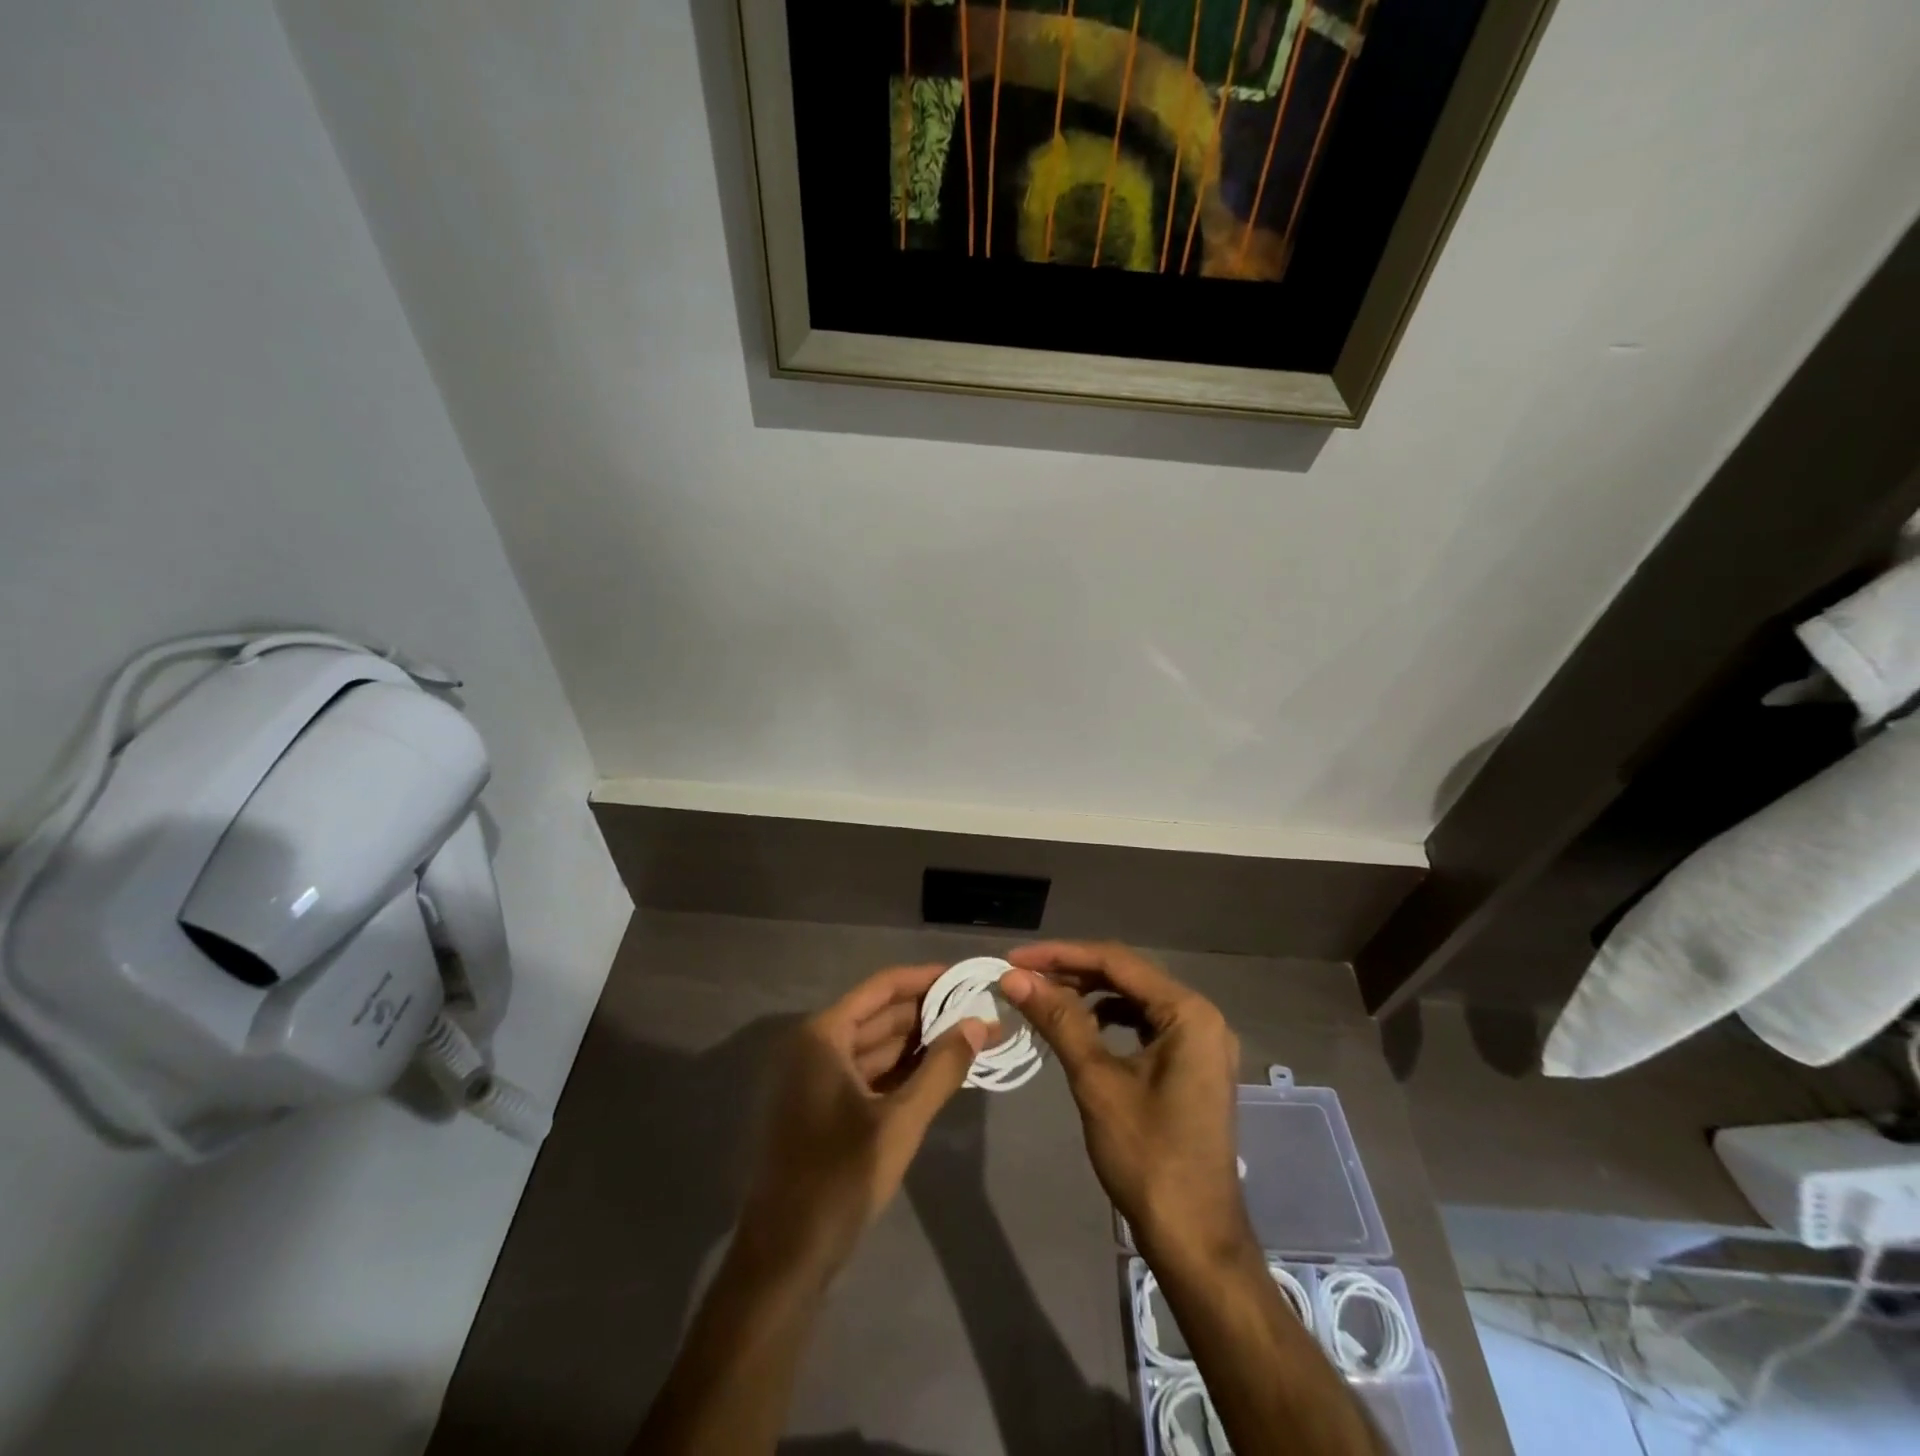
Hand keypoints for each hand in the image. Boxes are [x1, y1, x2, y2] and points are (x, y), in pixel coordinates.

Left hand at [737, 964, 990, 1278]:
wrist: (784, 1260)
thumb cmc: (839, 1179)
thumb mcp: (900, 1122)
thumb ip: (942, 1068)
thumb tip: (980, 1023)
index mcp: (823, 1036)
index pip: (882, 988)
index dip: (925, 979)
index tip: (966, 977)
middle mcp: (816, 1047)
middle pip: (880, 1015)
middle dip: (930, 1014)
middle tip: (980, 1012)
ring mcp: (817, 1080)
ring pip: (877, 1047)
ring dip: (921, 1045)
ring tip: (971, 1040)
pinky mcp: (824, 1110)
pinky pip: (870, 1075)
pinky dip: (904, 1072)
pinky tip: (941, 1073)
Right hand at [1000, 942, 1252, 1271]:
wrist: (1195, 1240)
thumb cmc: (1148, 1157)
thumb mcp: (1097, 1082)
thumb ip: (1059, 1020)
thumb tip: (1015, 978)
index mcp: (1188, 1013)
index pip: (1116, 962)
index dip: (1061, 955)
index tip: (1015, 959)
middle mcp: (1201, 1016)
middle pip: (1127, 976)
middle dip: (1073, 973)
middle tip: (1022, 978)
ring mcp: (1201, 1043)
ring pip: (1135, 1000)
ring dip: (1089, 995)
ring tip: (1044, 999)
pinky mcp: (1192, 1065)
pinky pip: (1145, 1025)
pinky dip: (1110, 1020)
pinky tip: (1080, 1028)